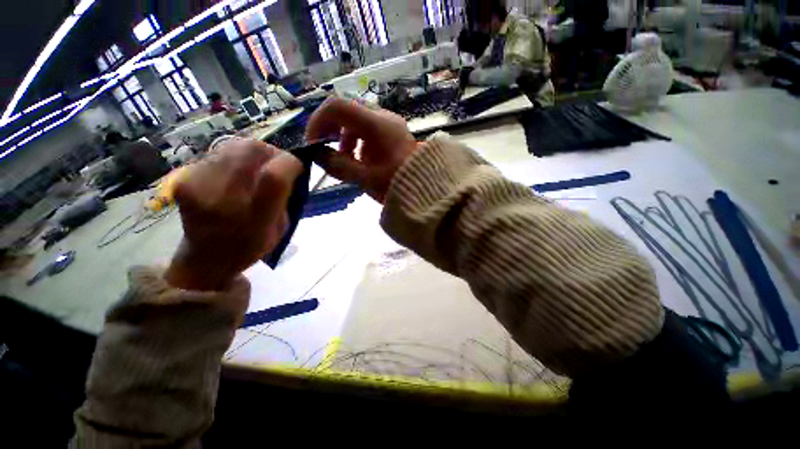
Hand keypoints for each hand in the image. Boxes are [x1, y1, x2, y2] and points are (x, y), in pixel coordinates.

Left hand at [165, 138, 302, 290]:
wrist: (204, 258)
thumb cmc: (250, 247)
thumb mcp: (280, 229)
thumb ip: (285, 197)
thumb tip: (287, 169)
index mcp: (253, 220)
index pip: (273, 177)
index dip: (290, 164)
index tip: (297, 167)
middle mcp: (221, 198)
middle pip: (251, 149)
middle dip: (272, 152)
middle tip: (277, 164)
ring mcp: (197, 184)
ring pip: (234, 145)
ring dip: (254, 154)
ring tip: (257, 168)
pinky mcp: (184, 176)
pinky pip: (219, 153)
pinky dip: (236, 158)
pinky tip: (237, 173)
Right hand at [305, 97, 417, 201]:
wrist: (426, 190)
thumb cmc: (397, 184)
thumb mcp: (365, 178)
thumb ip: (338, 165)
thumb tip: (316, 154)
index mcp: (377, 125)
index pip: (337, 106)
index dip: (318, 122)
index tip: (313, 143)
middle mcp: (384, 117)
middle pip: (347, 112)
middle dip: (332, 131)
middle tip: (328, 152)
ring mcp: (391, 124)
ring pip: (358, 120)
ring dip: (345, 138)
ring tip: (347, 160)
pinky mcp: (394, 132)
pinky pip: (369, 129)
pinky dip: (358, 141)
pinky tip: (361, 160)